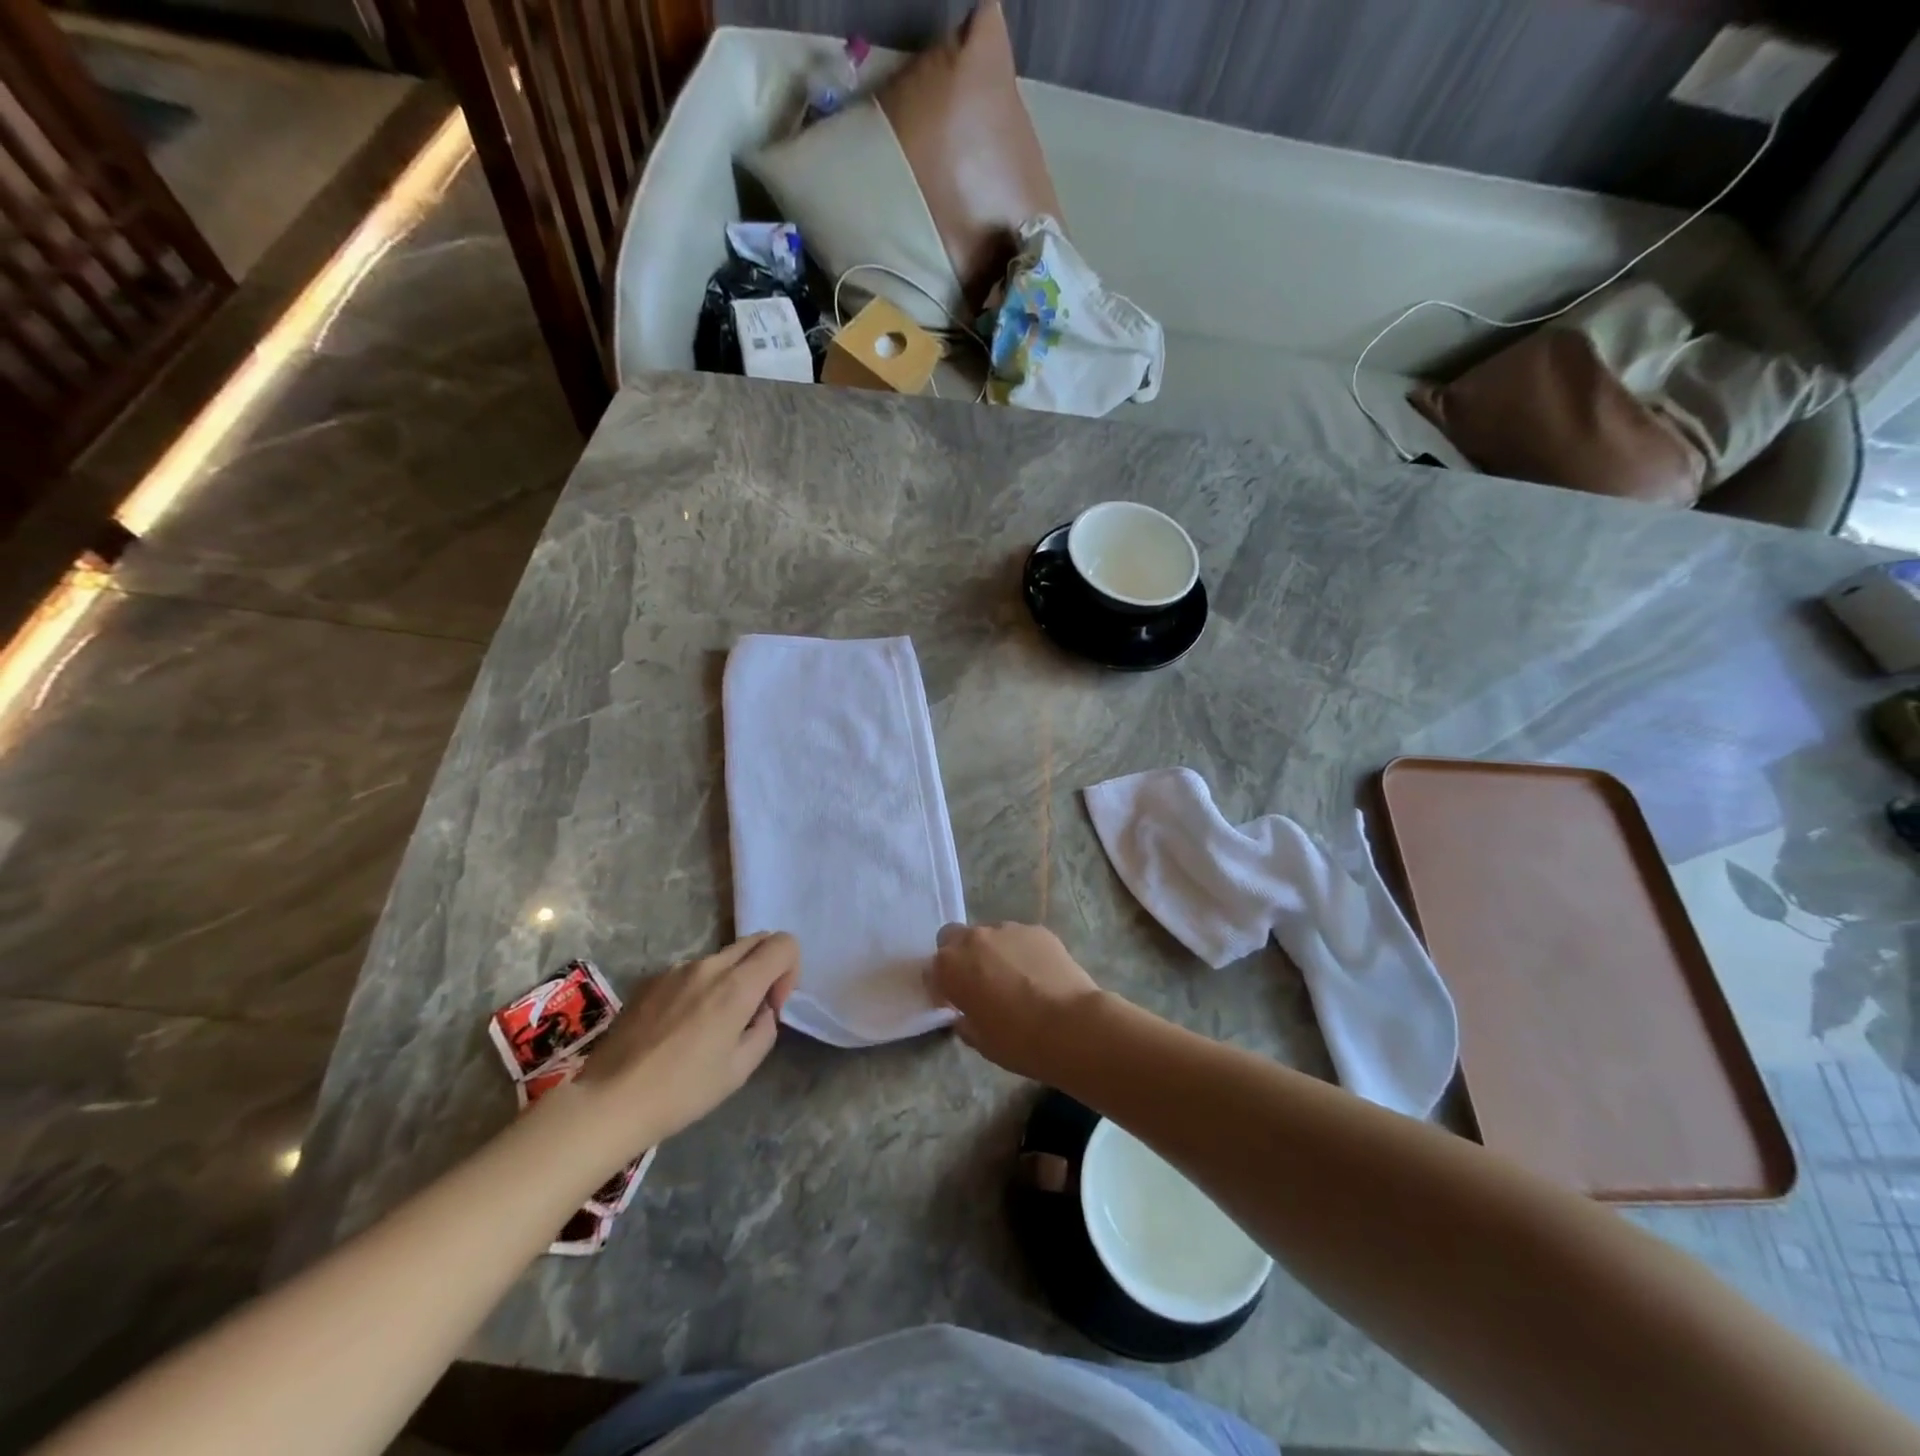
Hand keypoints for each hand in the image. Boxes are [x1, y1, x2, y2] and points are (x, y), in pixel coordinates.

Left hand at [573, 933, 799, 1156]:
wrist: (609, 1100)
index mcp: (737, 985)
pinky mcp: (651, 979)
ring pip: (723, 957)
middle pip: (756, 940)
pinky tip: (679, 1028)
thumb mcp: (741, 1069)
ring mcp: (677, 969)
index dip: (790, 969)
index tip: (773, 1004)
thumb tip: (761, 1010)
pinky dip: (701, 988)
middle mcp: (709, 965)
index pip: (783, 944)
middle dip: (766, 966)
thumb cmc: (683, 1091)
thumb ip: (765, 1029)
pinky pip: (691, 972)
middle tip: (752, 1010)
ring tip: (710, 1025)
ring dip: (732, 979)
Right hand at [927, 922, 1103, 1080]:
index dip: (941, 988)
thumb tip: (965, 1015)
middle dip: (959, 956)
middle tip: (977, 982)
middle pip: (954, 938)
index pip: (932, 970)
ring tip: (1013, 978)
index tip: (953, 1004)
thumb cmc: (1018, 1040)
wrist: (1070, 1025)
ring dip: (992, 952)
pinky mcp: (1037, 930)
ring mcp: (1007, 930)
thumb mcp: (980, 1041)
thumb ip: (965, 1021)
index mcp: (950, 967)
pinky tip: (1037, 974)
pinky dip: (1021, 951)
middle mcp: (974, 940)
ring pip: (989, 935)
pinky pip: (1019, 938)